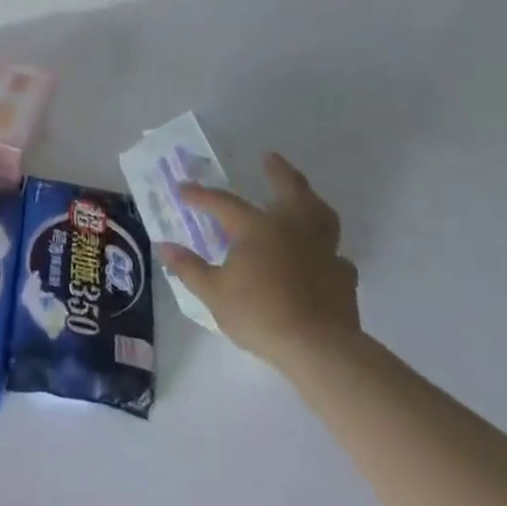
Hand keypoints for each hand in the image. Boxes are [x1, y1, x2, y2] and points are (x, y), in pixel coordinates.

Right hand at [158, 153, 359, 369]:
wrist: (319, 348)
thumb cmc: (260, 314)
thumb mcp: (213, 293)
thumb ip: (189, 268)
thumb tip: (164, 247)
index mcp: (257, 229)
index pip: (224, 203)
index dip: (201, 195)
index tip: (183, 190)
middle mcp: (293, 230)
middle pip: (289, 190)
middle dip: (278, 172)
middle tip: (269, 158)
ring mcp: (323, 251)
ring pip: (321, 214)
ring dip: (310, 199)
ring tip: (303, 196)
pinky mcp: (342, 275)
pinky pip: (335, 253)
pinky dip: (325, 248)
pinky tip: (319, 256)